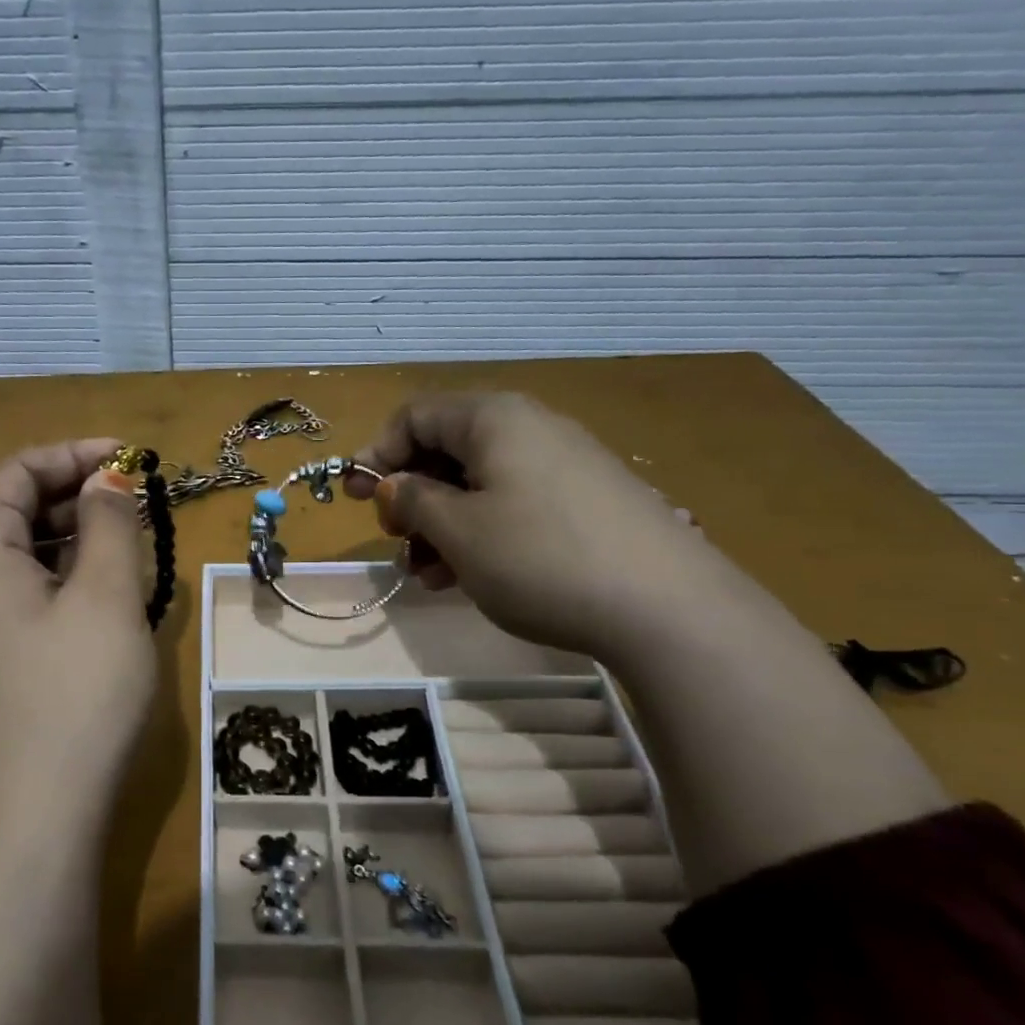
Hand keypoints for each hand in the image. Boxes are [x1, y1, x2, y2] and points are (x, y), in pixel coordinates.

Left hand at [0, 439, 158, 821]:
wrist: (40, 812)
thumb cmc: (76, 690)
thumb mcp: (104, 594)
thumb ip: (108, 523)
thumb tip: (108, 479)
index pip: (16, 471)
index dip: (74, 454)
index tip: (133, 458)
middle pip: (16, 509)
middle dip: (78, 494)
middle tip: (141, 501)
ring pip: (27, 553)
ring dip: (79, 536)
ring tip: (135, 542)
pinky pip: (31, 592)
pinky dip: (71, 575)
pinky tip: (111, 591)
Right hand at [346, 394, 723, 659]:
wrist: (668, 608)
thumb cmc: (540, 558)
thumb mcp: (458, 531)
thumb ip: (412, 500)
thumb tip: (391, 484)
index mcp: (493, 419)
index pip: (415, 416)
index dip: (377, 453)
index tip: (356, 498)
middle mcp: (530, 428)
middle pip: (447, 449)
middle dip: (411, 496)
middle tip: (396, 541)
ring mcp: (565, 465)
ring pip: (479, 483)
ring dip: (441, 524)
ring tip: (429, 575)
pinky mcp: (588, 502)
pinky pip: (514, 504)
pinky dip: (481, 533)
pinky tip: (471, 576)